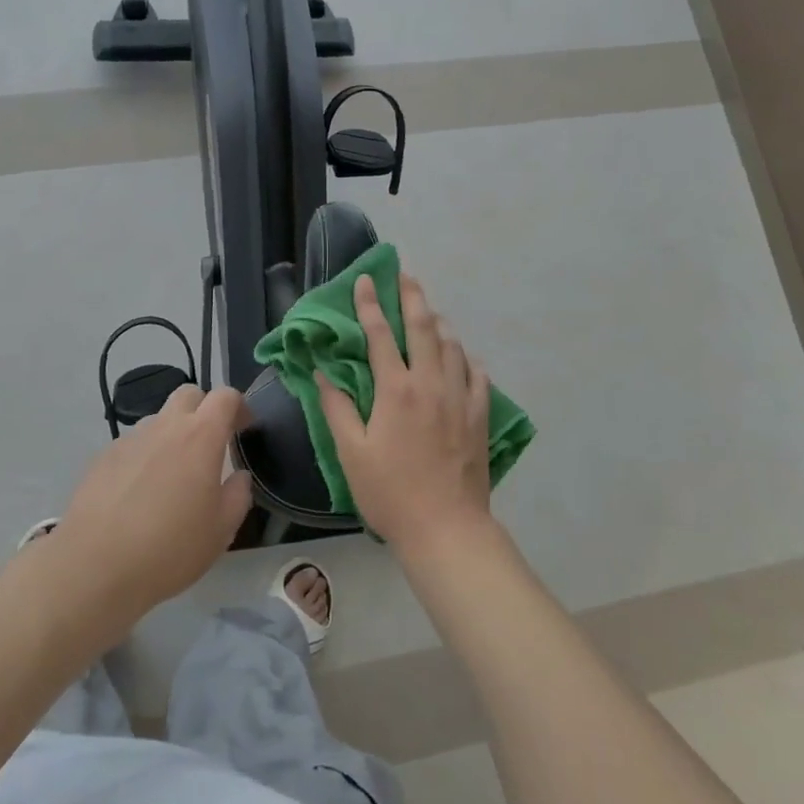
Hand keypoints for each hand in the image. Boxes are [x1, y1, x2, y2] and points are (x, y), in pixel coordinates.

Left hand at [51, 384, 252, 624]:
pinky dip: (143, 457)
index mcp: (201, 437)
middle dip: (203, 409)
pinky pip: (132, 445)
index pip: (225, 396)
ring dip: (171, 434)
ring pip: (158, 420)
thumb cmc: (170, 549)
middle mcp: (165, 427)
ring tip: (171, 475)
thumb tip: (238, 477)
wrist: (94, 568)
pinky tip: (138, 493)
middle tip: (209, 444)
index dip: (239, 406)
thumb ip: (238, 495)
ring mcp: (130, 440)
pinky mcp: (102, 458)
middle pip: (188, 395)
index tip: (244, 428)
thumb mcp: (221, 530)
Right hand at [316, 273, 493, 557]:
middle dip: (412, 297)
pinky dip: (467, 359)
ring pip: (453, 346)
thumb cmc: (390, 492)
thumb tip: (323, 372)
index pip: (381, 335)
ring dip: (439, 324)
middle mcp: (431, 383)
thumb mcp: (351, 452)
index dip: (370, 305)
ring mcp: (460, 398)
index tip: (365, 280)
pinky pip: (477, 375)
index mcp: (396, 389)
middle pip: (424, 328)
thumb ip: (337, 408)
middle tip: (406, 275)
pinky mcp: (480, 415)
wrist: (447, 528)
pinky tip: (463, 357)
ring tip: (430, 312)